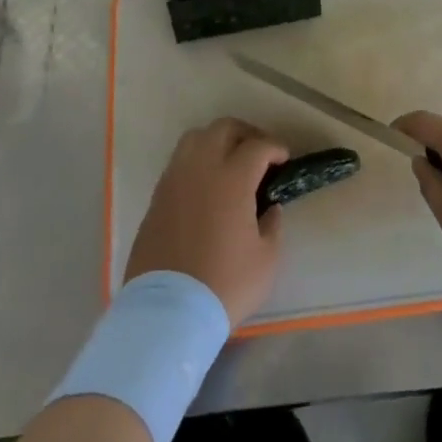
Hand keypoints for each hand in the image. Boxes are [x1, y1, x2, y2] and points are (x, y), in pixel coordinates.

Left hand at [126, 117, 287, 324]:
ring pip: (194, 138)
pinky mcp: (156, 198)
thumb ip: (272, 224)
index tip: (284, 159)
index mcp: (232, 178)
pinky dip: (196, 162)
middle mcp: (200, 168)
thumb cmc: (225, 284)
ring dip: (216, 141)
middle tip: (259, 154)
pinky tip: (206, 186)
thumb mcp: (266, 259)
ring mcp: (174, 180)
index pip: (257, 146)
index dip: (275, 148)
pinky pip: (178, 163)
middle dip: (246, 134)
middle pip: (223, 129)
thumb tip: (270, 207)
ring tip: (229, 163)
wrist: (167, 312)